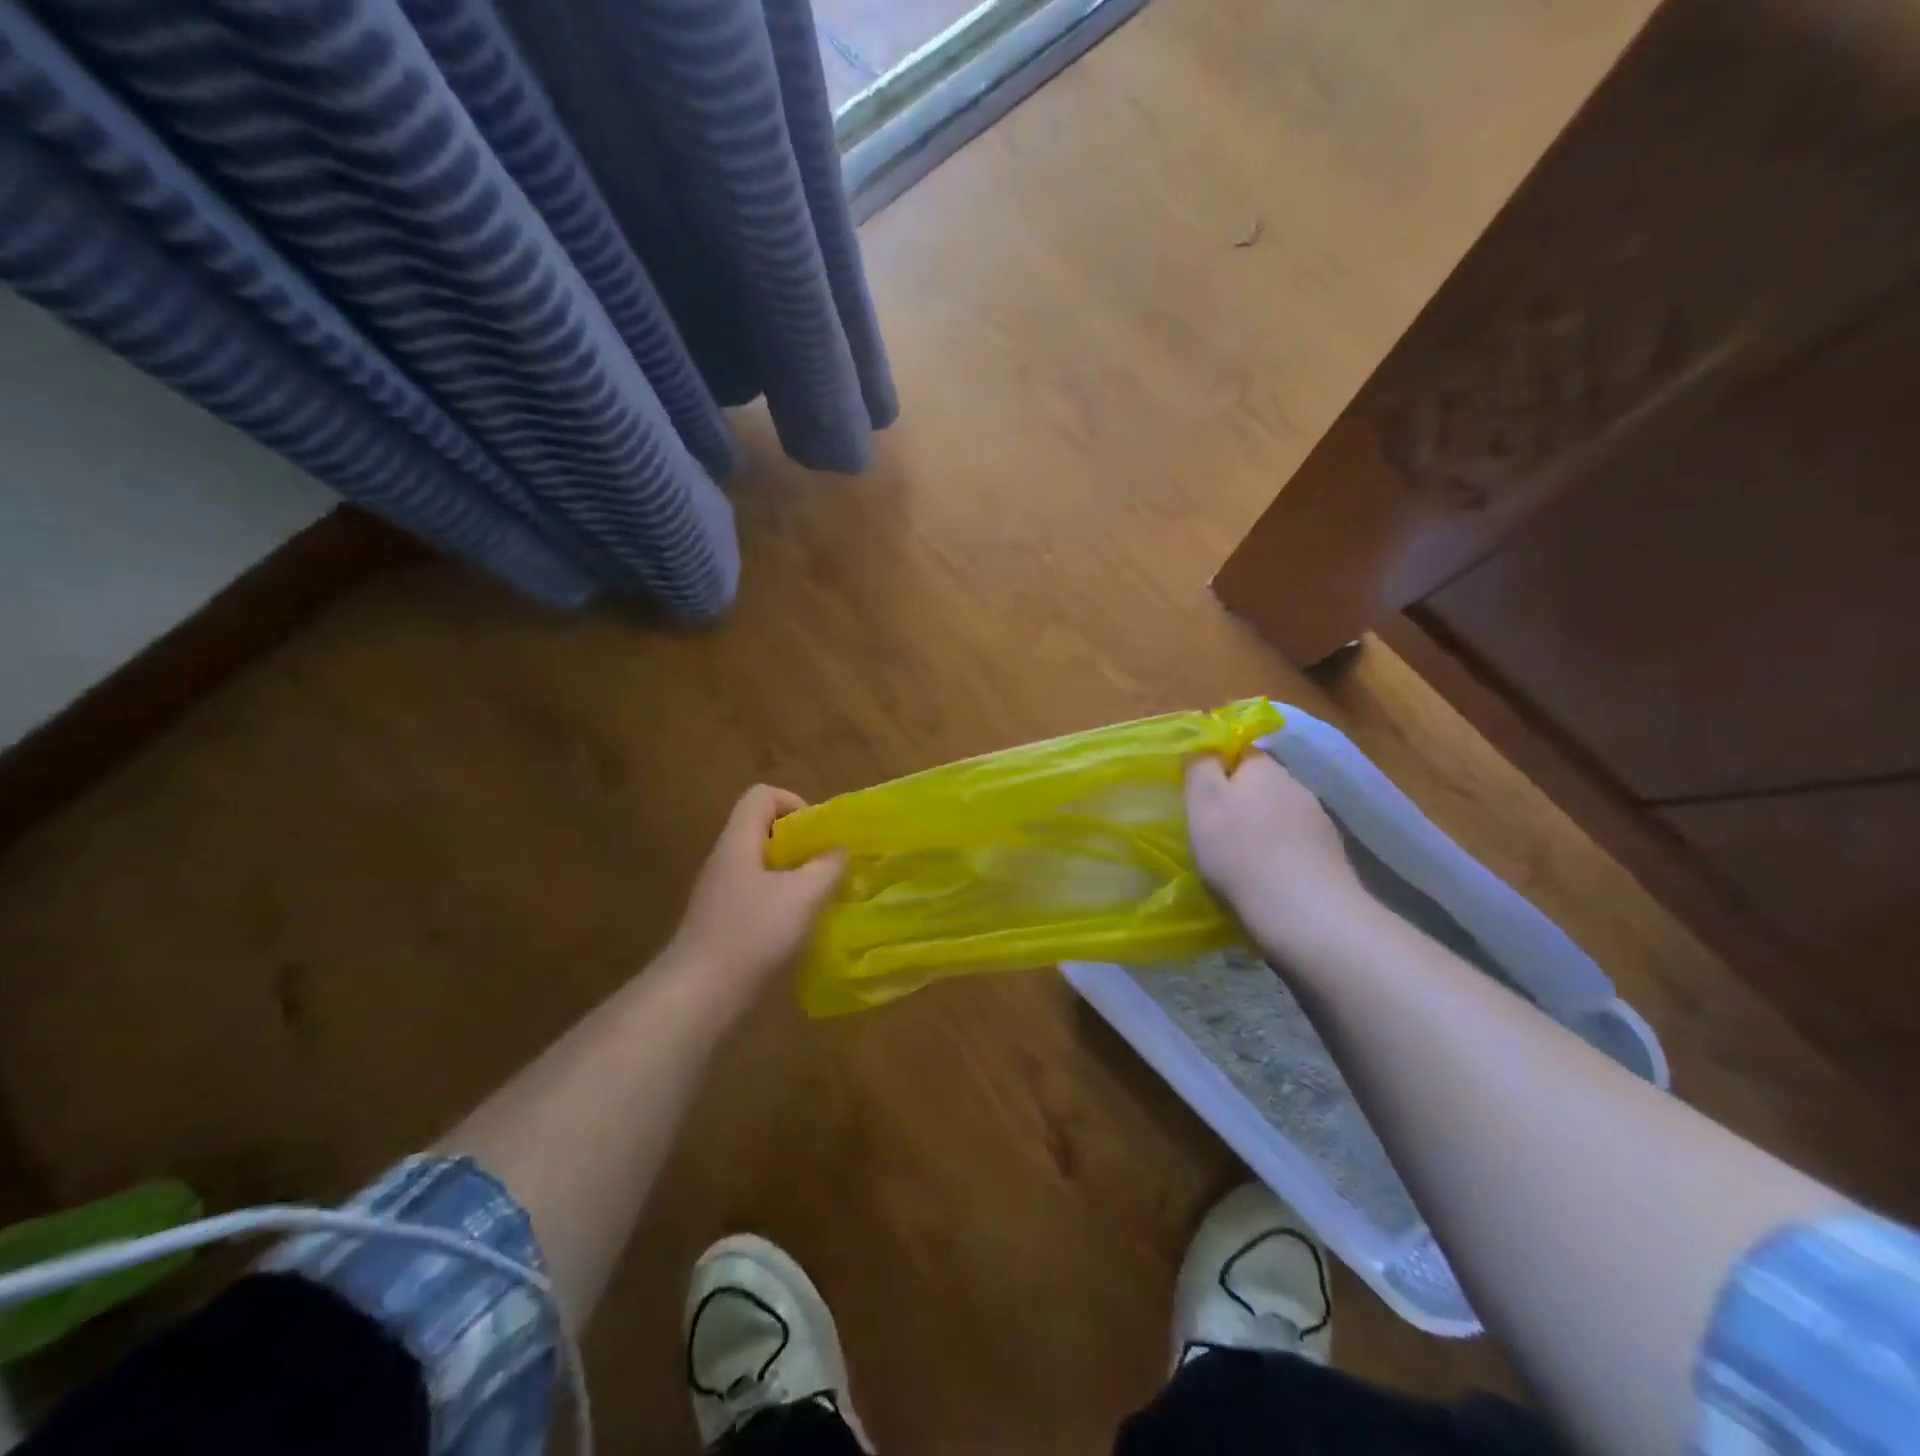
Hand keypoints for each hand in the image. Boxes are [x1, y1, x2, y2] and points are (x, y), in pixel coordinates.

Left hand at [664, 785, 843, 1007]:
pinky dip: (782, 905)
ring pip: (763, 867)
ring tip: (820, 901)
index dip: (794, 804)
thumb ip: (828, 866)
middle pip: (764, 831)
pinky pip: (757, 898)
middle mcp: (726, 860)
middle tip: (828, 869)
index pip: (762, 796)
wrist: (698, 996)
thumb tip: (839, 850)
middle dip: (802, 845)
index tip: (819, 835)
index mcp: (739, 841)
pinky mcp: (722, 924)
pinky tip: (798, 931)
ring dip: (795, 878)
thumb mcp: (803, 895)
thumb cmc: (752, 934)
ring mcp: (720, 894)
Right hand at [1184, 750, 1362, 922]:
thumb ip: (1199, 766)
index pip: (1238, 750)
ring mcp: (1318, 822)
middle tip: (1210, 828)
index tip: (1197, 793)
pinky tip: (1264, 877)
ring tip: (1236, 858)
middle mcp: (1296, 785)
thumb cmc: (1241, 851)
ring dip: (1258, 829)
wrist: (1306, 913)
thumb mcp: (1203, 802)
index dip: (1215, 766)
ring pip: (1277, 815)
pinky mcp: (1330, 856)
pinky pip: (1294, 845)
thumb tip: (1201, 745)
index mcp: (1264, 767)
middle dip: (1237, 800)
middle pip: (1259, 784)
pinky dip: (1277, 854)